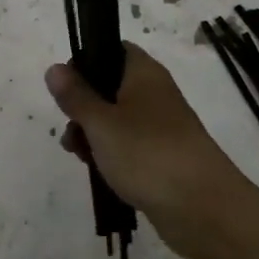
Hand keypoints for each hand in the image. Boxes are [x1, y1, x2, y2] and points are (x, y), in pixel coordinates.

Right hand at [46, 43, 257, 258]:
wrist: (204, 209)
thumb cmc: (147, 154)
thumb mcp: (101, 122)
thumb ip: (75, 96)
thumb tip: (54, 68)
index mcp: (144, 73)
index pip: (112, 49)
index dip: (86, 61)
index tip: (66, 86)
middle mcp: (154, 93)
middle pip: (109, 86)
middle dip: (83, 106)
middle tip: (70, 128)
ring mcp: (160, 127)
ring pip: (116, 119)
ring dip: (93, 134)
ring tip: (79, 155)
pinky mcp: (162, 157)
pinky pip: (129, 146)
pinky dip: (111, 154)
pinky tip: (97, 171)